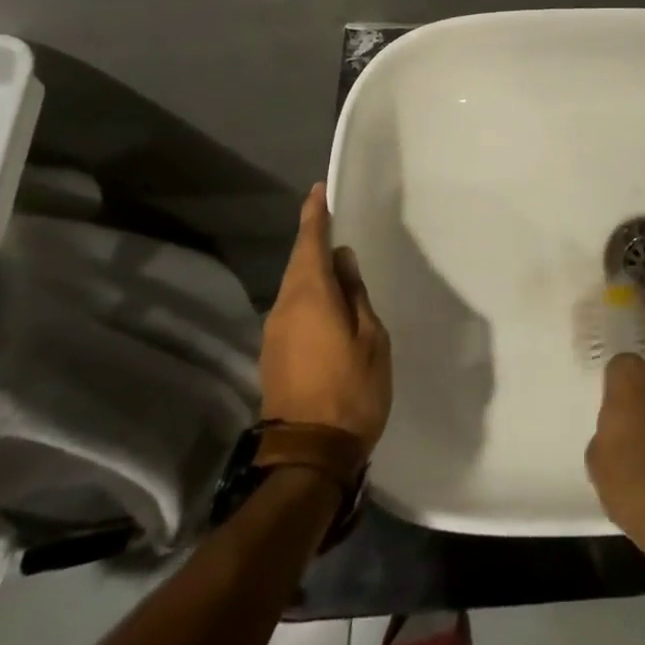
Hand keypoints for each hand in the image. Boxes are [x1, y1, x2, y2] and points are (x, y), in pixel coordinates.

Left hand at [260, 185, 391, 456]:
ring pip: (293, 287)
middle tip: (330, 221)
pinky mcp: (273, 354)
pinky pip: (292, 309)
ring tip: (335, 263)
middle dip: (312, 240)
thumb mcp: (370, 337)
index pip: (309, 244)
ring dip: (311, 270)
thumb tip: (342, 262)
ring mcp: (274, 333)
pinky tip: (327, 302)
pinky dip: (308, 295)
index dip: (314, 215)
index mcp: (309, 297)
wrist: (309, 454)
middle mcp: (284, 308)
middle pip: (298, 263)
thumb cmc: (352, 389)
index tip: (317, 191)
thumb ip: (355, 295)